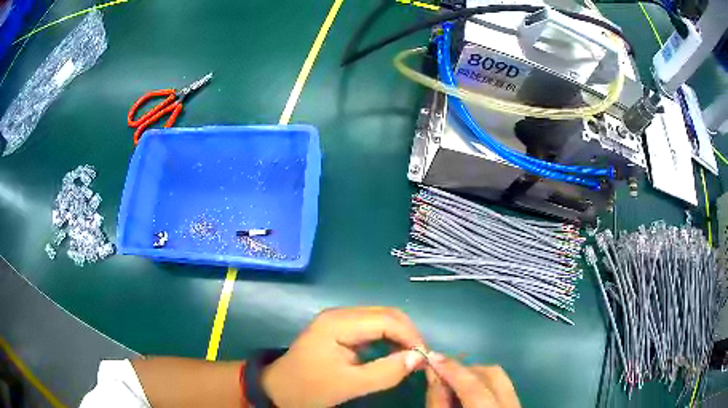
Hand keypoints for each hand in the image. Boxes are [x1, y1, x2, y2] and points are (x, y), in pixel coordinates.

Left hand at [261, 307, 426, 406]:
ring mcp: (339, 320)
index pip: (386, 320)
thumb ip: (386, 372)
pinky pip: (372, 329)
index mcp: (338, 323)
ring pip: (381, 320)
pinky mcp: (340, 330)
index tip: (425, 358)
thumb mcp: (349, 385)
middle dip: (408, 334)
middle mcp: (340, 314)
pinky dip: (389, 339)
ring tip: (411, 357)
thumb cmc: (310, 388)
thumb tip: (419, 358)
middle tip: (420, 358)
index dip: (410, 336)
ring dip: (400, 336)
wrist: (279, 389)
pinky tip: (395, 354)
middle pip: (386, 315)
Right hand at [426, 353, 519, 407]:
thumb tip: (433, 372)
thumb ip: (437, 400)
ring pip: (500, 376)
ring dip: (475, 374)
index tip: (432, 356)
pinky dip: (484, 382)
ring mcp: (517, 403)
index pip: (474, 387)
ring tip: (454, 382)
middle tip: (442, 372)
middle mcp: (511, 404)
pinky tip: (468, 391)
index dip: (453, 370)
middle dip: (466, 369)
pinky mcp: (516, 402)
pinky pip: (503, 384)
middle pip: (493, 374)